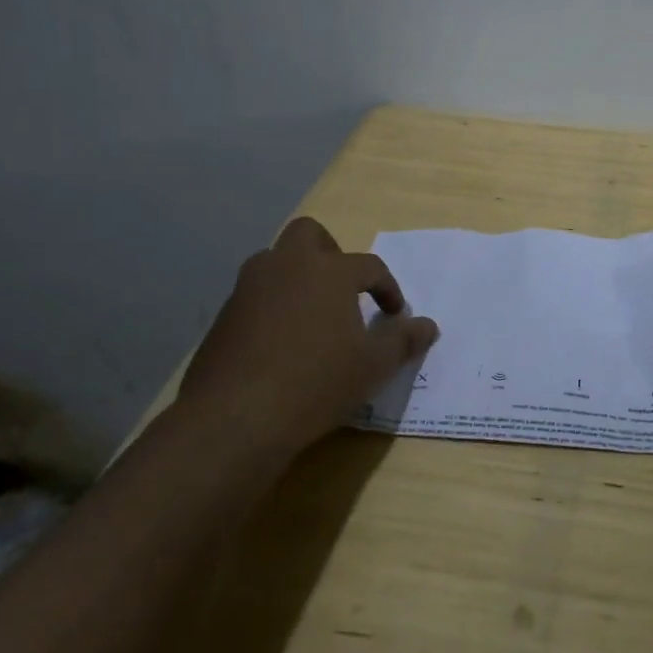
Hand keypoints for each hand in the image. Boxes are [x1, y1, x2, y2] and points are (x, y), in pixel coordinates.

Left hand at [179, 217, 438, 455]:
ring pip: (274, 262)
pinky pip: (254, 295)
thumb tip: (429, 326)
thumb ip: (403, 340)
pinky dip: (271, 306)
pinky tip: (281, 343)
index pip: (369, 266)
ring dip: (296, 277)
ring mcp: (249, 288)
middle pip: (309, 234)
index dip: (388, 288)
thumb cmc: (317, 382)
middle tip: (343, 288)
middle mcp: (287, 266)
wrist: (236, 418)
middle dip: (330, 252)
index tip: (395, 315)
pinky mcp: (223, 316)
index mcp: (330, 271)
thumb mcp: (374, 366)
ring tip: (312, 315)